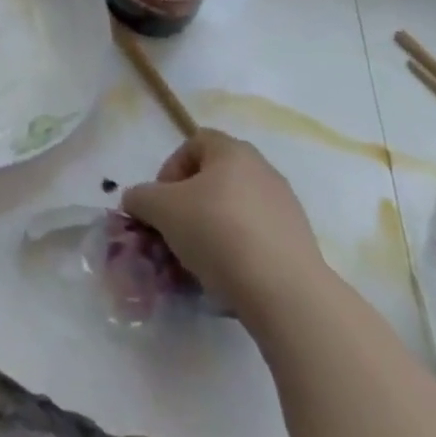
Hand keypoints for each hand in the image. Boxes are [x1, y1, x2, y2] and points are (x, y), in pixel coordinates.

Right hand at [122, 130, 327, 322]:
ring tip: (196, 262)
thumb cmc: (217, 232)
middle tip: (175, 232)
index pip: (194, 143)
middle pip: (215, 180)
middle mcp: (263, 171)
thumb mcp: (161, 209)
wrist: (285, 293)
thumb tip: (136, 201)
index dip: (171, 169)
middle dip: (189, 205)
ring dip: (211, 230)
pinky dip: (238, 253)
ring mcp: (285, 208)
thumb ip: (140, 198)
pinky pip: (256, 239)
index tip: (161, 202)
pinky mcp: (299, 245)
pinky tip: (226, 278)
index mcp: (233, 151)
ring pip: (234, 212)